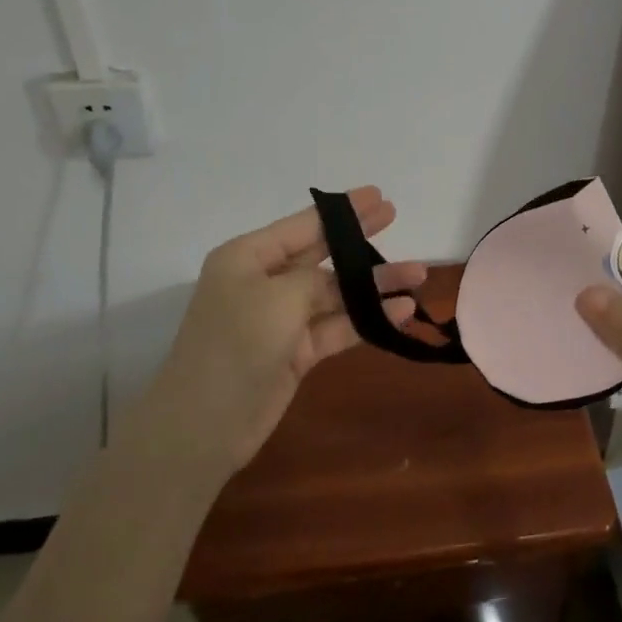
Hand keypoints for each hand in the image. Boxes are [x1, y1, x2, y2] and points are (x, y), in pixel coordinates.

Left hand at [133, 187, 426, 479]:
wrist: (203, 426)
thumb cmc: (236, 344)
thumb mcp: (279, 297)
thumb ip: (315, 280)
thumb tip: (339, 284)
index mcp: (248, 257)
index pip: (303, 225)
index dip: (343, 211)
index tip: (378, 195)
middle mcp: (264, 282)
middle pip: (322, 254)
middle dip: (359, 240)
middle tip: (395, 216)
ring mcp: (281, 319)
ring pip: (336, 293)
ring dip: (374, 284)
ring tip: (418, 274)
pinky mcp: (295, 352)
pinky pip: (337, 326)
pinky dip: (367, 318)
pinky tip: (401, 310)